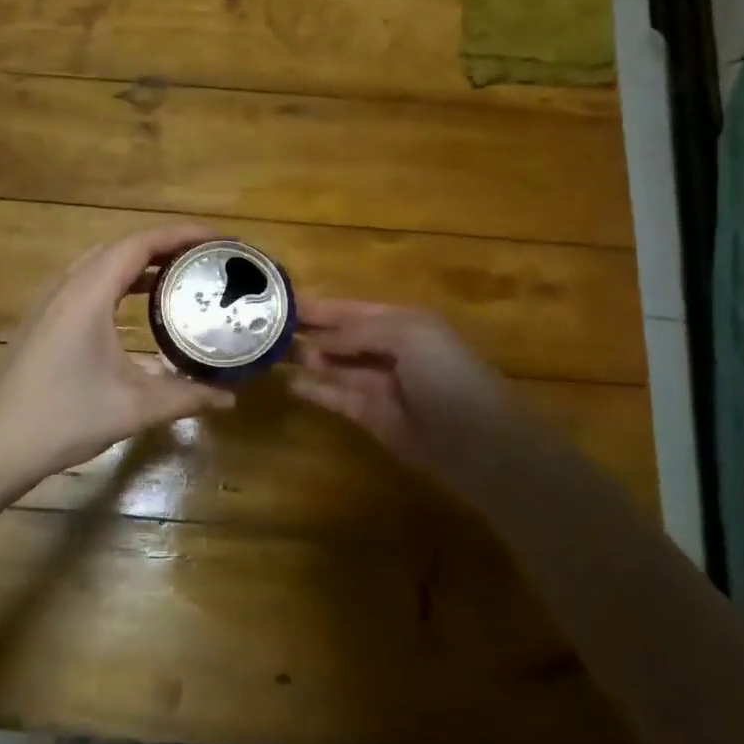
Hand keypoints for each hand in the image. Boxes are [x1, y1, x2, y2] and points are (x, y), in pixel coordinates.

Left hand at [0, 224, 237, 498]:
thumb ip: (186, 396)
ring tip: (177, 279)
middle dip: (166, 247)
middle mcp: (66, 286)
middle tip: (205, 262)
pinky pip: (86, 284)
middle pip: (121, 247)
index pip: (141, 243)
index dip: (183, 235)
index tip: (220, 241)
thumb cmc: (63, 418)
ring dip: (139, 265)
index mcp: (88, 293)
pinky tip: (134, 312)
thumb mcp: (134, 407)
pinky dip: (118, 283)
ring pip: (100, 265)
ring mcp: (48, 303)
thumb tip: (230, 398)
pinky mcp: (41, 322)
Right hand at [291, 298, 516, 478]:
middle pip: (341, 335)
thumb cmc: (446, 375)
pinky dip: (314, 390)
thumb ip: (359, 331)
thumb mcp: (408, 335)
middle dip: (310, 329)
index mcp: (403, 322)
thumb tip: (319, 340)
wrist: (478, 442)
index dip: (321, 305)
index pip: (352, 308)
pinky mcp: (370, 416)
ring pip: (335, 365)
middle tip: (266, 326)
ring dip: (308, 356)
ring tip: (272, 351)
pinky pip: (336, 397)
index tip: (282, 300)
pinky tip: (289, 383)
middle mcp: (388, 349)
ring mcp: (379, 384)